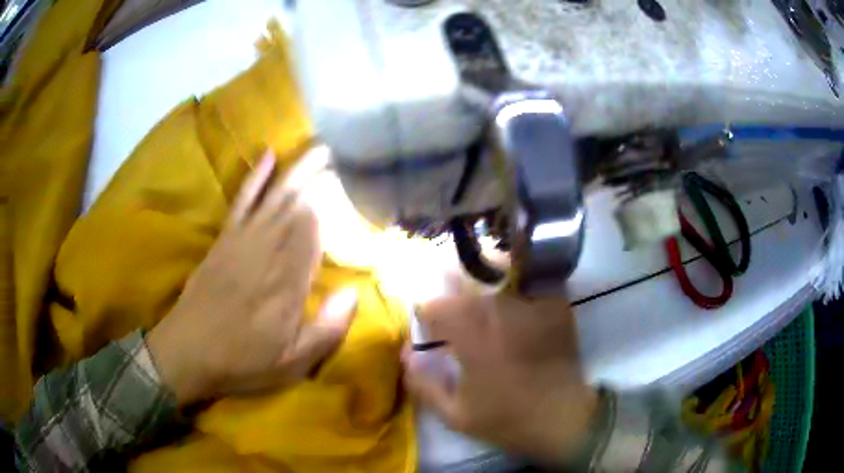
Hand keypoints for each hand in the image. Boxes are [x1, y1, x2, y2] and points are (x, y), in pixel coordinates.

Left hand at [146, 151, 355, 405]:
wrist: (188, 352)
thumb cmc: (243, 361)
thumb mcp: (293, 362)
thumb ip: (327, 330)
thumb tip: (355, 292)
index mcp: (288, 284)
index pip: (314, 236)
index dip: (331, 207)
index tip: (347, 182)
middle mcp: (267, 254)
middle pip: (296, 209)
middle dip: (317, 179)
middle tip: (337, 153)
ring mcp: (242, 242)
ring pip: (274, 199)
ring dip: (296, 171)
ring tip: (316, 148)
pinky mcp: (223, 240)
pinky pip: (241, 202)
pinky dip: (254, 179)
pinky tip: (267, 156)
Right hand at [403, 294, 596, 464]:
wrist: (562, 417)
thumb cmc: (506, 419)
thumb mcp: (454, 414)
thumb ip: (422, 384)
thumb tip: (406, 353)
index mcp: (470, 335)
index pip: (432, 306)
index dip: (425, 317)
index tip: (430, 330)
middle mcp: (498, 310)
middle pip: (461, 281)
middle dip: (450, 292)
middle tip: (454, 310)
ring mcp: (530, 302)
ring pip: (495, 275)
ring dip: (481, 281)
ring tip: (482, 297)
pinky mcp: (554, 303)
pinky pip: (528, 280)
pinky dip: (517, 283)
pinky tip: (514, 300)